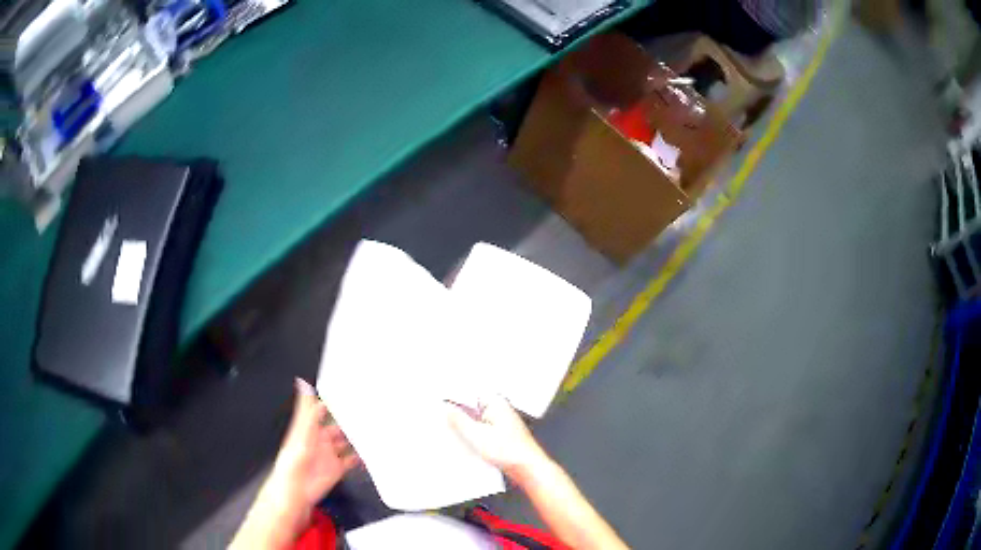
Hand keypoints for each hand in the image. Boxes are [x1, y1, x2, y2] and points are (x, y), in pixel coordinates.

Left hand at [267, 379, 359, 509]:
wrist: (297, 492)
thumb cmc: (292, 464)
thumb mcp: (301, 434)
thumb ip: (308, 413)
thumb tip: (304, 386)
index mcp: (308, 429)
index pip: (319, 410)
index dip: (329, 402)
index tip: (343, 393)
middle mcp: (319, 440)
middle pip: (335, 426)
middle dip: (347, 420)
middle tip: (362, 413)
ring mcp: (328, 454)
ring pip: (344, 442)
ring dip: (355, 438)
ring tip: (368, 431)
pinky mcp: (336, 469)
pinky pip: (350, 460)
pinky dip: (359, 457)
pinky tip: (367, 454)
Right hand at [446, 394, 546, 476]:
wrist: (528, 468)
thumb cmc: (511, 452)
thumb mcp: (476, 435)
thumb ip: (459, 420)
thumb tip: (447, 409)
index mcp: (495, 401)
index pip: (467, 392)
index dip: (452, 398)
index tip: (439, 404)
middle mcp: (500, 408)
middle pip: (471, 406)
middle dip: (458, 413)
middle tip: (445, 420)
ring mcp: (501, 420)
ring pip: (476, 419)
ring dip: (465, 426)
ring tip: (457, 434)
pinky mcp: (501, 433)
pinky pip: (481, 428)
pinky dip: (473, 434)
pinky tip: (468, 443)